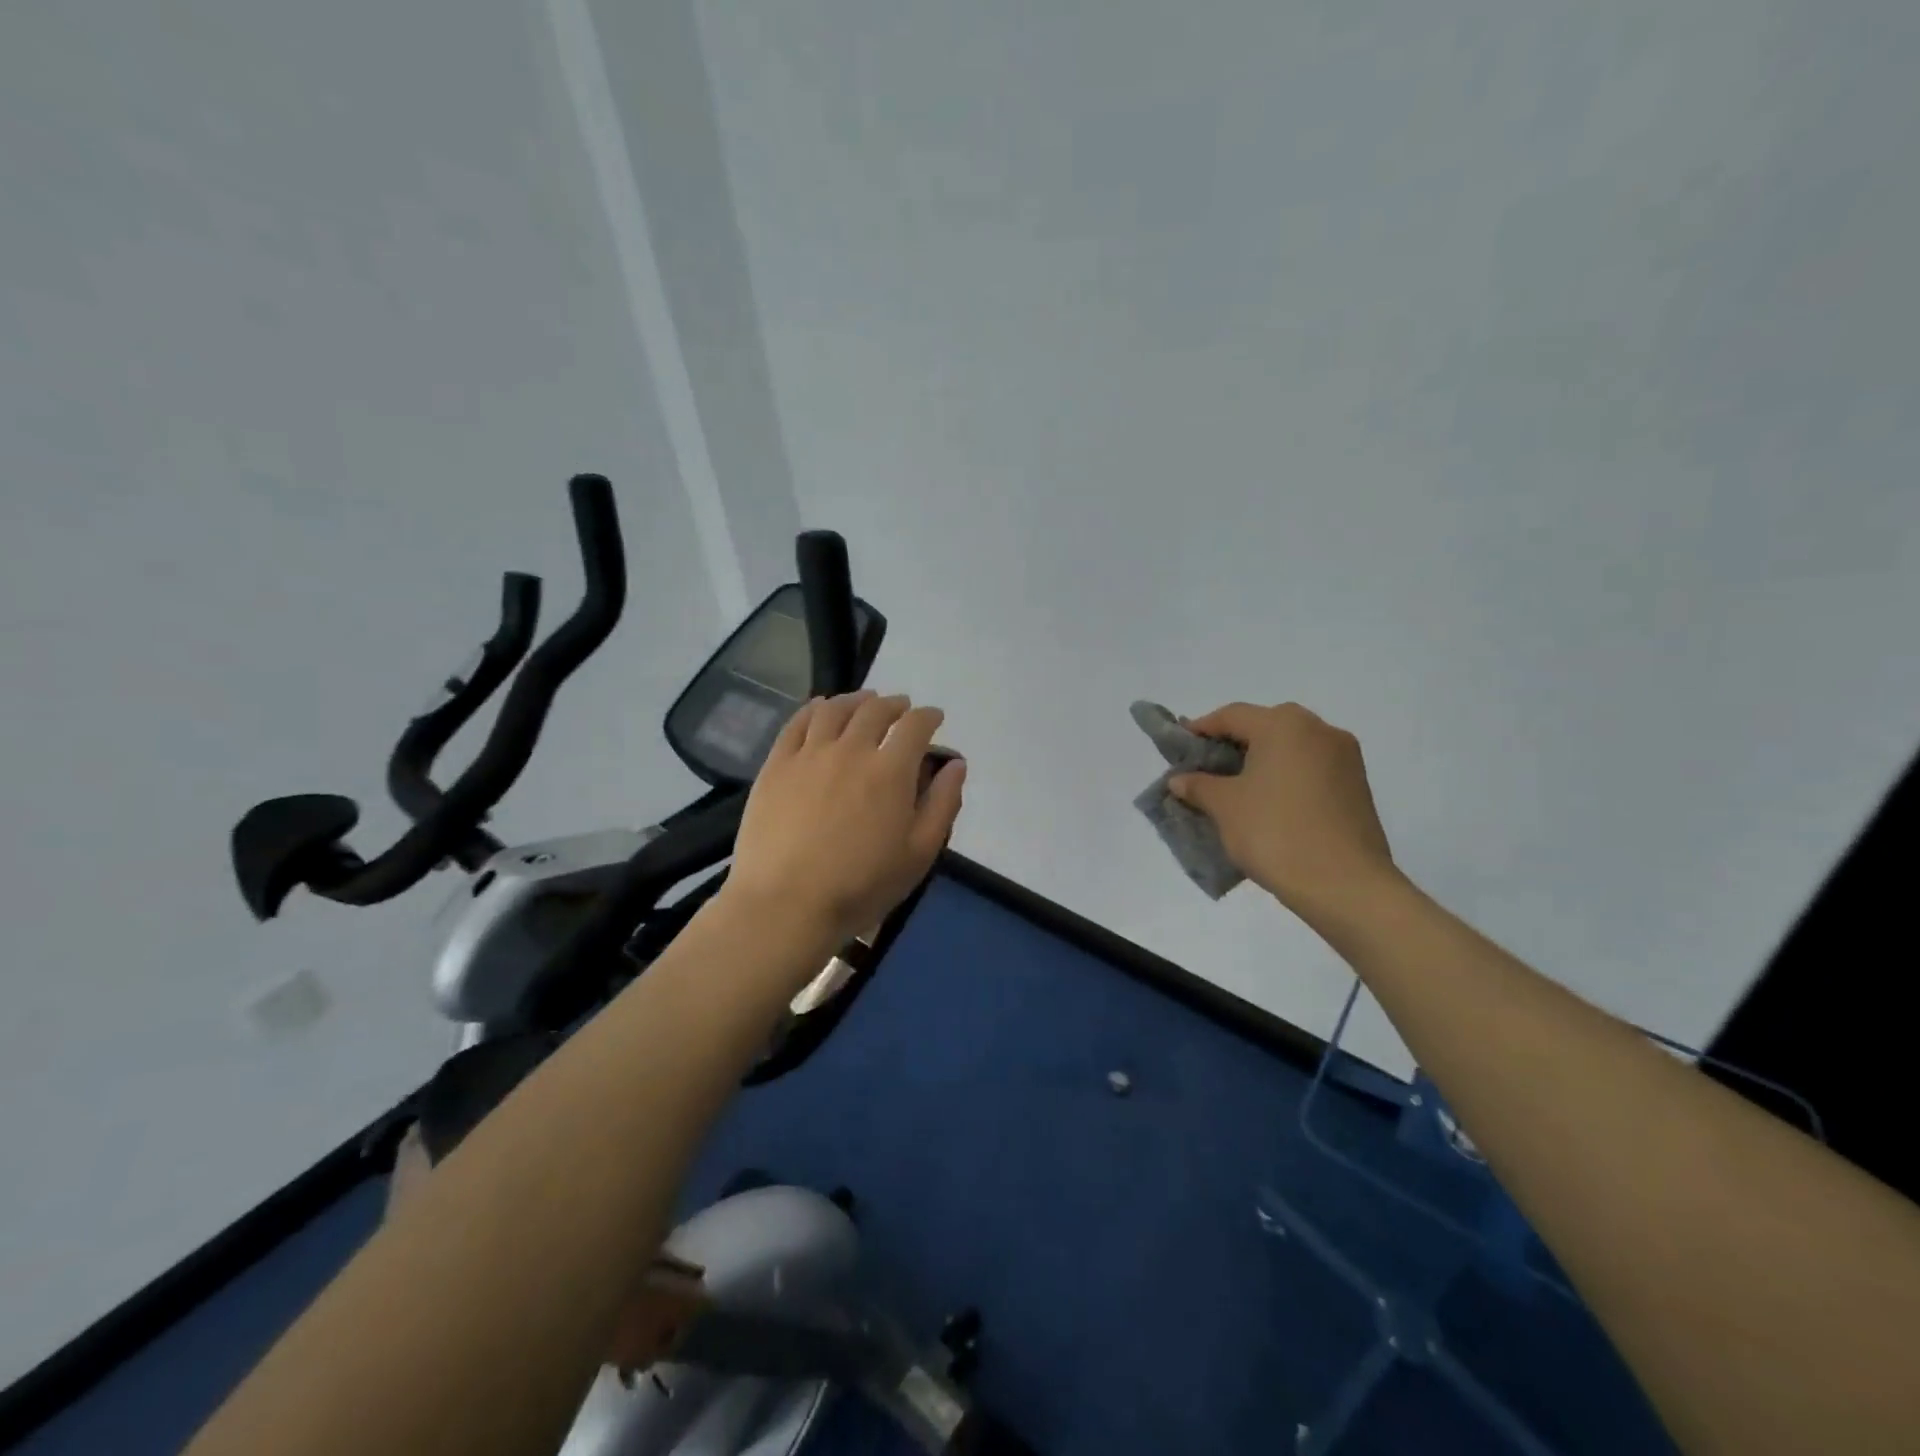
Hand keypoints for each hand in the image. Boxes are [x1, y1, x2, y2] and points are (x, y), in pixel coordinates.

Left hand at [724, 690, 966, 946]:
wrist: (785, 904)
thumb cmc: (861, 886)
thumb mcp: (919, 854)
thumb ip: (942, 804)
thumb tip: (956, 764)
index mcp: (891, 771)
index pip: (915, 726)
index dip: (928, 716)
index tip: (934, 718)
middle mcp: (851, 749)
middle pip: (875, 710)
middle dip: (894, 705)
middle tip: (901, 708)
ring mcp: (809, 754)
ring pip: (835, 710)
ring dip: (856, 700)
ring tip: (864, 701)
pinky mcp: (776, 765)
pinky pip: (797, 723)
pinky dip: (814, 708)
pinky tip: (820, 708)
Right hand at [1167, 701, 1398, 924]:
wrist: (1345, 885)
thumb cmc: (1276, 833)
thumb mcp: (1225, 807)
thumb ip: (1198, 786)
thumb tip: (1180, 779)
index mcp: (1284, 725)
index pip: (1232, 715)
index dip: (1201, 728)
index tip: (1179, 747)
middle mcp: (1319, 730)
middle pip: (1265, 727)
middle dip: (1233, 745)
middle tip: (1206, 768)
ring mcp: (1345, 758)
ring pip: (1291, 748)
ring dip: (1261, 762)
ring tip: (1236, 790)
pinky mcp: (1358, 786)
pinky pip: (1311, 769)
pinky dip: (1286, 778)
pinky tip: (1269, 805)